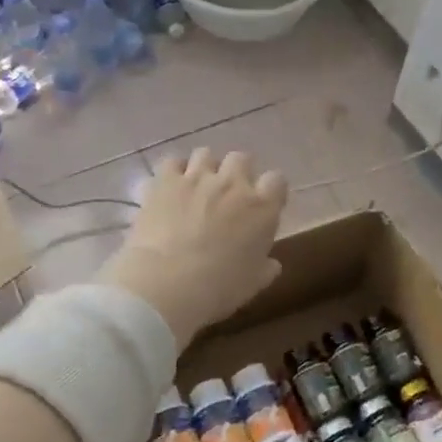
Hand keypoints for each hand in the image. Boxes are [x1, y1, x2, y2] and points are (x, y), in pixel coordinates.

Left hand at [99, 149, 288, 347]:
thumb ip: (265, 268)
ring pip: (206, 154)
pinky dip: (173, 171)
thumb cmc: (218, 288)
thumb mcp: (252, 284)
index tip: (263, 204)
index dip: (270, 190)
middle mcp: (233, 184)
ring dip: (205, 168)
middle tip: (228, 194)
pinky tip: (170, 186)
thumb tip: (271, 263)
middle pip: (242, 158)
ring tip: (196, 187)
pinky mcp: (165, 181)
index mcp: (261, 208)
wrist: (167, 283)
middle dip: (237, 172)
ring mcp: (197, 178)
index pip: (277, 181)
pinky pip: (172, 162)